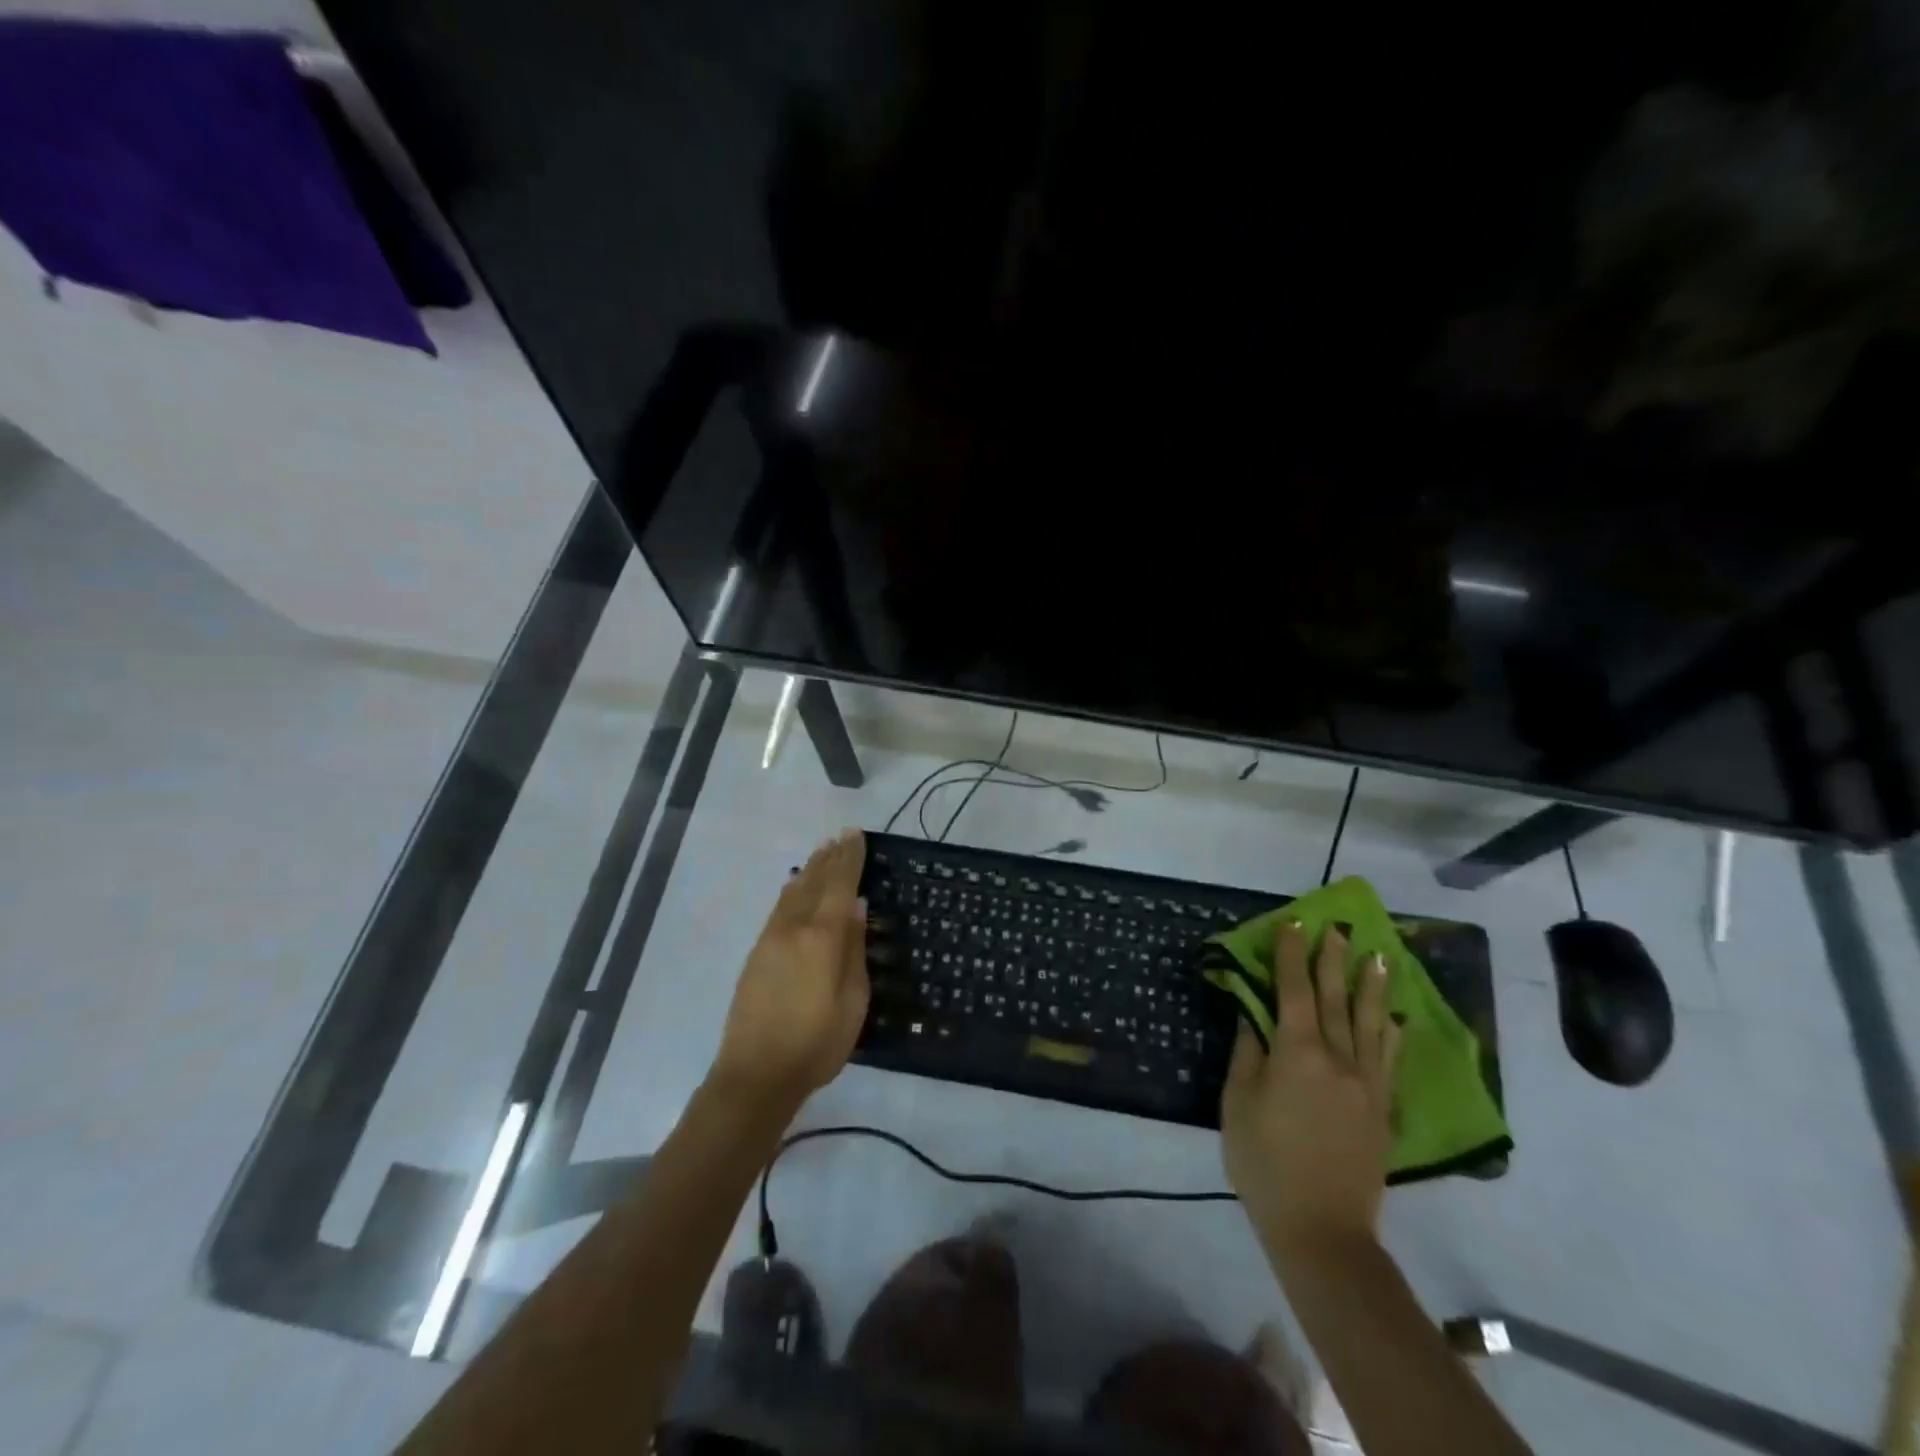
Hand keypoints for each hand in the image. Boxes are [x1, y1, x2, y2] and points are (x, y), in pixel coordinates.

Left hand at [710, 829, 870, 1115]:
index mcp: (822, 938)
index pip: (840, 886)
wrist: (755, 1074)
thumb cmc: (816, 1044)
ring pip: (793, 891)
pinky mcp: (757, 953)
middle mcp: (794, 928)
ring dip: (811, 869)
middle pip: (815, 882)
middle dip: (830, 857)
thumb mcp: (853, 1001)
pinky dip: (792, 889)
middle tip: (843, 835)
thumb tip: (857, 907)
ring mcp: (771, 939)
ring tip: (823, 850)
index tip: (857, 835)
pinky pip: (780, 907)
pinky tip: (796, 885)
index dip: (850, 859)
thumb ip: (854, 949)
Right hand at [1220, 922, 1400, 1265]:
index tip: (1293, 924)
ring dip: (1372, 987)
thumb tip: (1254, 1017)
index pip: (1294, 991)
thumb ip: (1248, 1054)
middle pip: (1336, 999)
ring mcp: (1366, 1085)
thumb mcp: (1238, 1104)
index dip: (1291, 955)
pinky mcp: (1382, 1110)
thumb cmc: (1264, 1163)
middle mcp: (1338, 1059)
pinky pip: (1389, 1060)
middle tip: (1340, 928)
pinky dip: (1390, 1034)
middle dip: (1334, 960)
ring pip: (1370, 1024)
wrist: (1321, 1230)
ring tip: (1379, 957)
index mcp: (1297, 1054)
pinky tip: (1394, 1018)